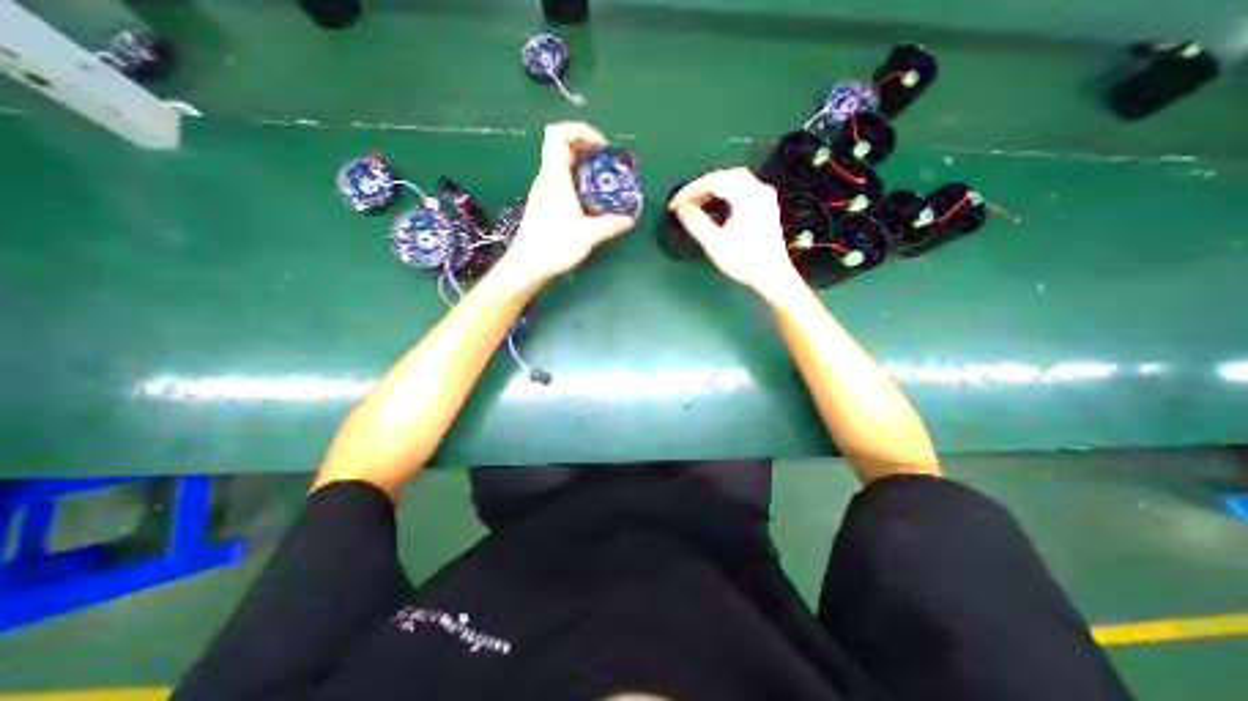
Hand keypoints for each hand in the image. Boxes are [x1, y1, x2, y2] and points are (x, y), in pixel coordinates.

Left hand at [495, 121, 633, 283]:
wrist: (528, 265)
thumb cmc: (555, 244)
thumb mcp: (588, 235)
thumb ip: (610, 225)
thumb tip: (629, 221)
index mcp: (555, 176)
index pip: (557, 134)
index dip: (578, 131)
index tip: (599, 146)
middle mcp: (546, 179)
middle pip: (561, 147)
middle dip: (585, 149)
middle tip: (605, 164)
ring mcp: (543, 192)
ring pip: (560, 166)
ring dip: (581, 167)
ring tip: (601, 182)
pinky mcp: (543, 205)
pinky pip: (559, 182)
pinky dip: (575, 182)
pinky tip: (588, 202)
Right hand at [673, 166, 799, 295]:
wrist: (772, 276)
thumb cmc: (746, 262)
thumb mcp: (715, 244)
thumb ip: (696, 223)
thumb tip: (682, 209)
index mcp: (746, 197)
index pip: (713, 181)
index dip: (690, 191)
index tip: (675, 204)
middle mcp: (758, 192)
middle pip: (724, 176)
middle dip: (701, 187)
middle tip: (685, 202)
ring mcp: (765, 198)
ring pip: (735, 180)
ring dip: (713, 188)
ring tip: (697, 202)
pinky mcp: (766, 207)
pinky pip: (743, 188)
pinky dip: (726, 191)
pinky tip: (718, 203)